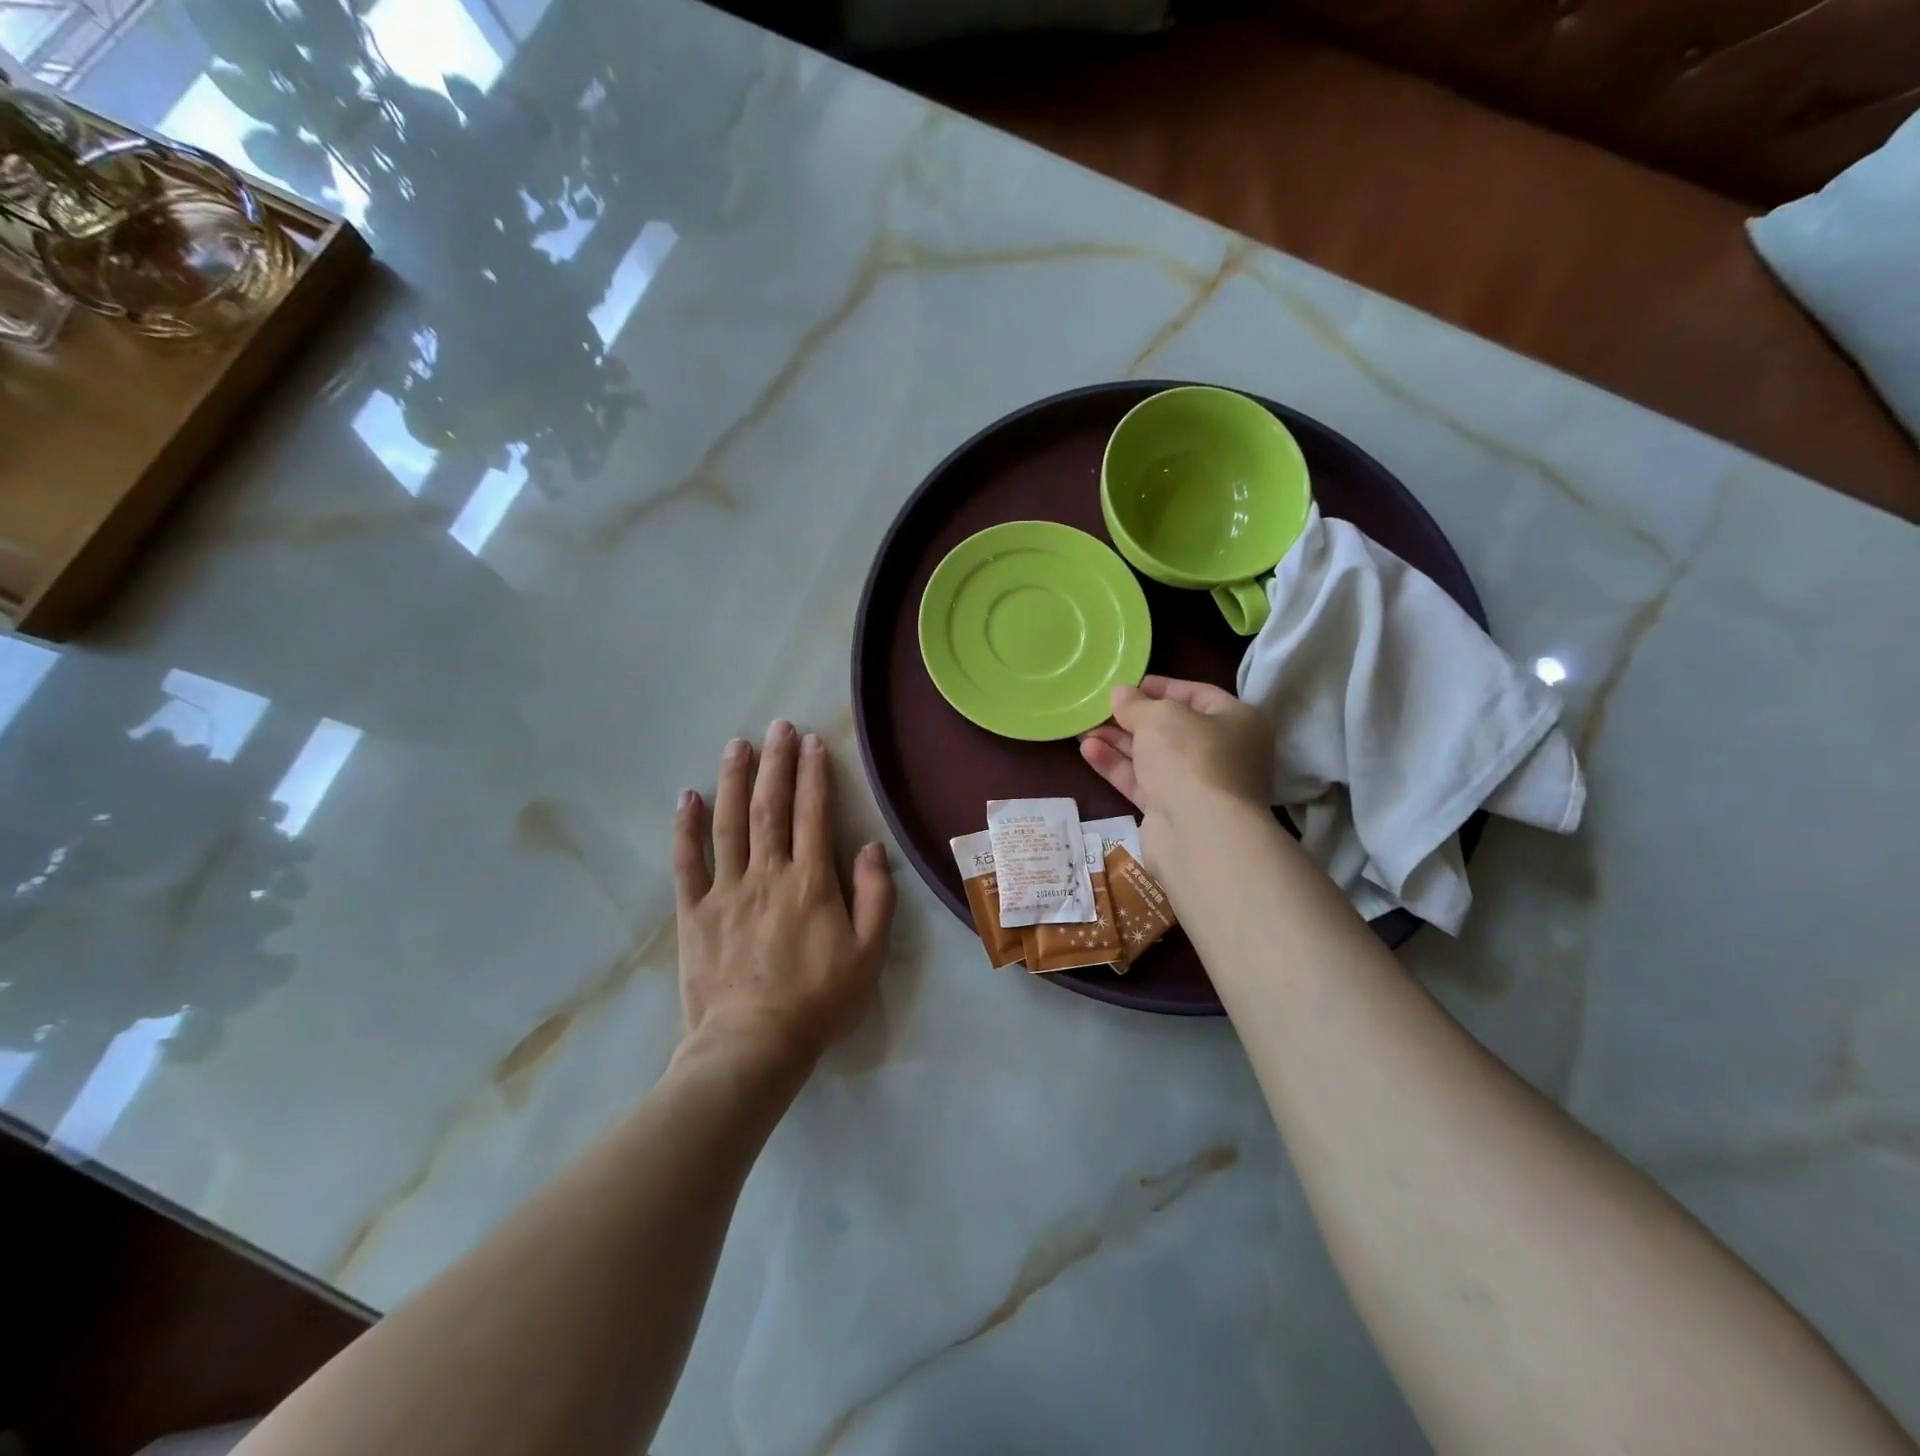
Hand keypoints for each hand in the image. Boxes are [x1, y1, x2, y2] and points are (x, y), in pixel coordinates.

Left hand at [673, 721, 894, 1071]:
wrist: (753, 1046)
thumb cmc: (819, 1001)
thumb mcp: (868, 954)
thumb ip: (875, 897)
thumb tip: (870, 847)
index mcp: (811, 882)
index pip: (813, 815)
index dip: (814, 775)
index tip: (813, 743)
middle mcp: (767, 875)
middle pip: (771, 808)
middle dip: (776, 764)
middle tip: (778, 727)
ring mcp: (726, 891)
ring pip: (729, 824)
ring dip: (734, 781)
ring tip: (738, 745)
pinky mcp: (695, 913)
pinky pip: (688, 863)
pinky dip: (687, 829)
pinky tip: (688, 797)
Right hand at [1080, 676, 1271, 818]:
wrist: (1200, 834)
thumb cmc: (1191, 758)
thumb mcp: (1160, 717)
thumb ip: (1136, 704)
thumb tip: (1121, 693)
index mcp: (1237, 722)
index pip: (1198, 695)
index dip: (1162, 687)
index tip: (1128, 685)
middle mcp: (1223, 753)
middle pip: (1172, 729)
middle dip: (1133, 718)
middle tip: (1099, 709)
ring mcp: (1197, 786)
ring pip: (1153, 757)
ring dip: (1118, 742)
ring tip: (1083, 729)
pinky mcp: (1172, 811)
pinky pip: (1142, 782)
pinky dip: (1117, 766)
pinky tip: (1088, 751)